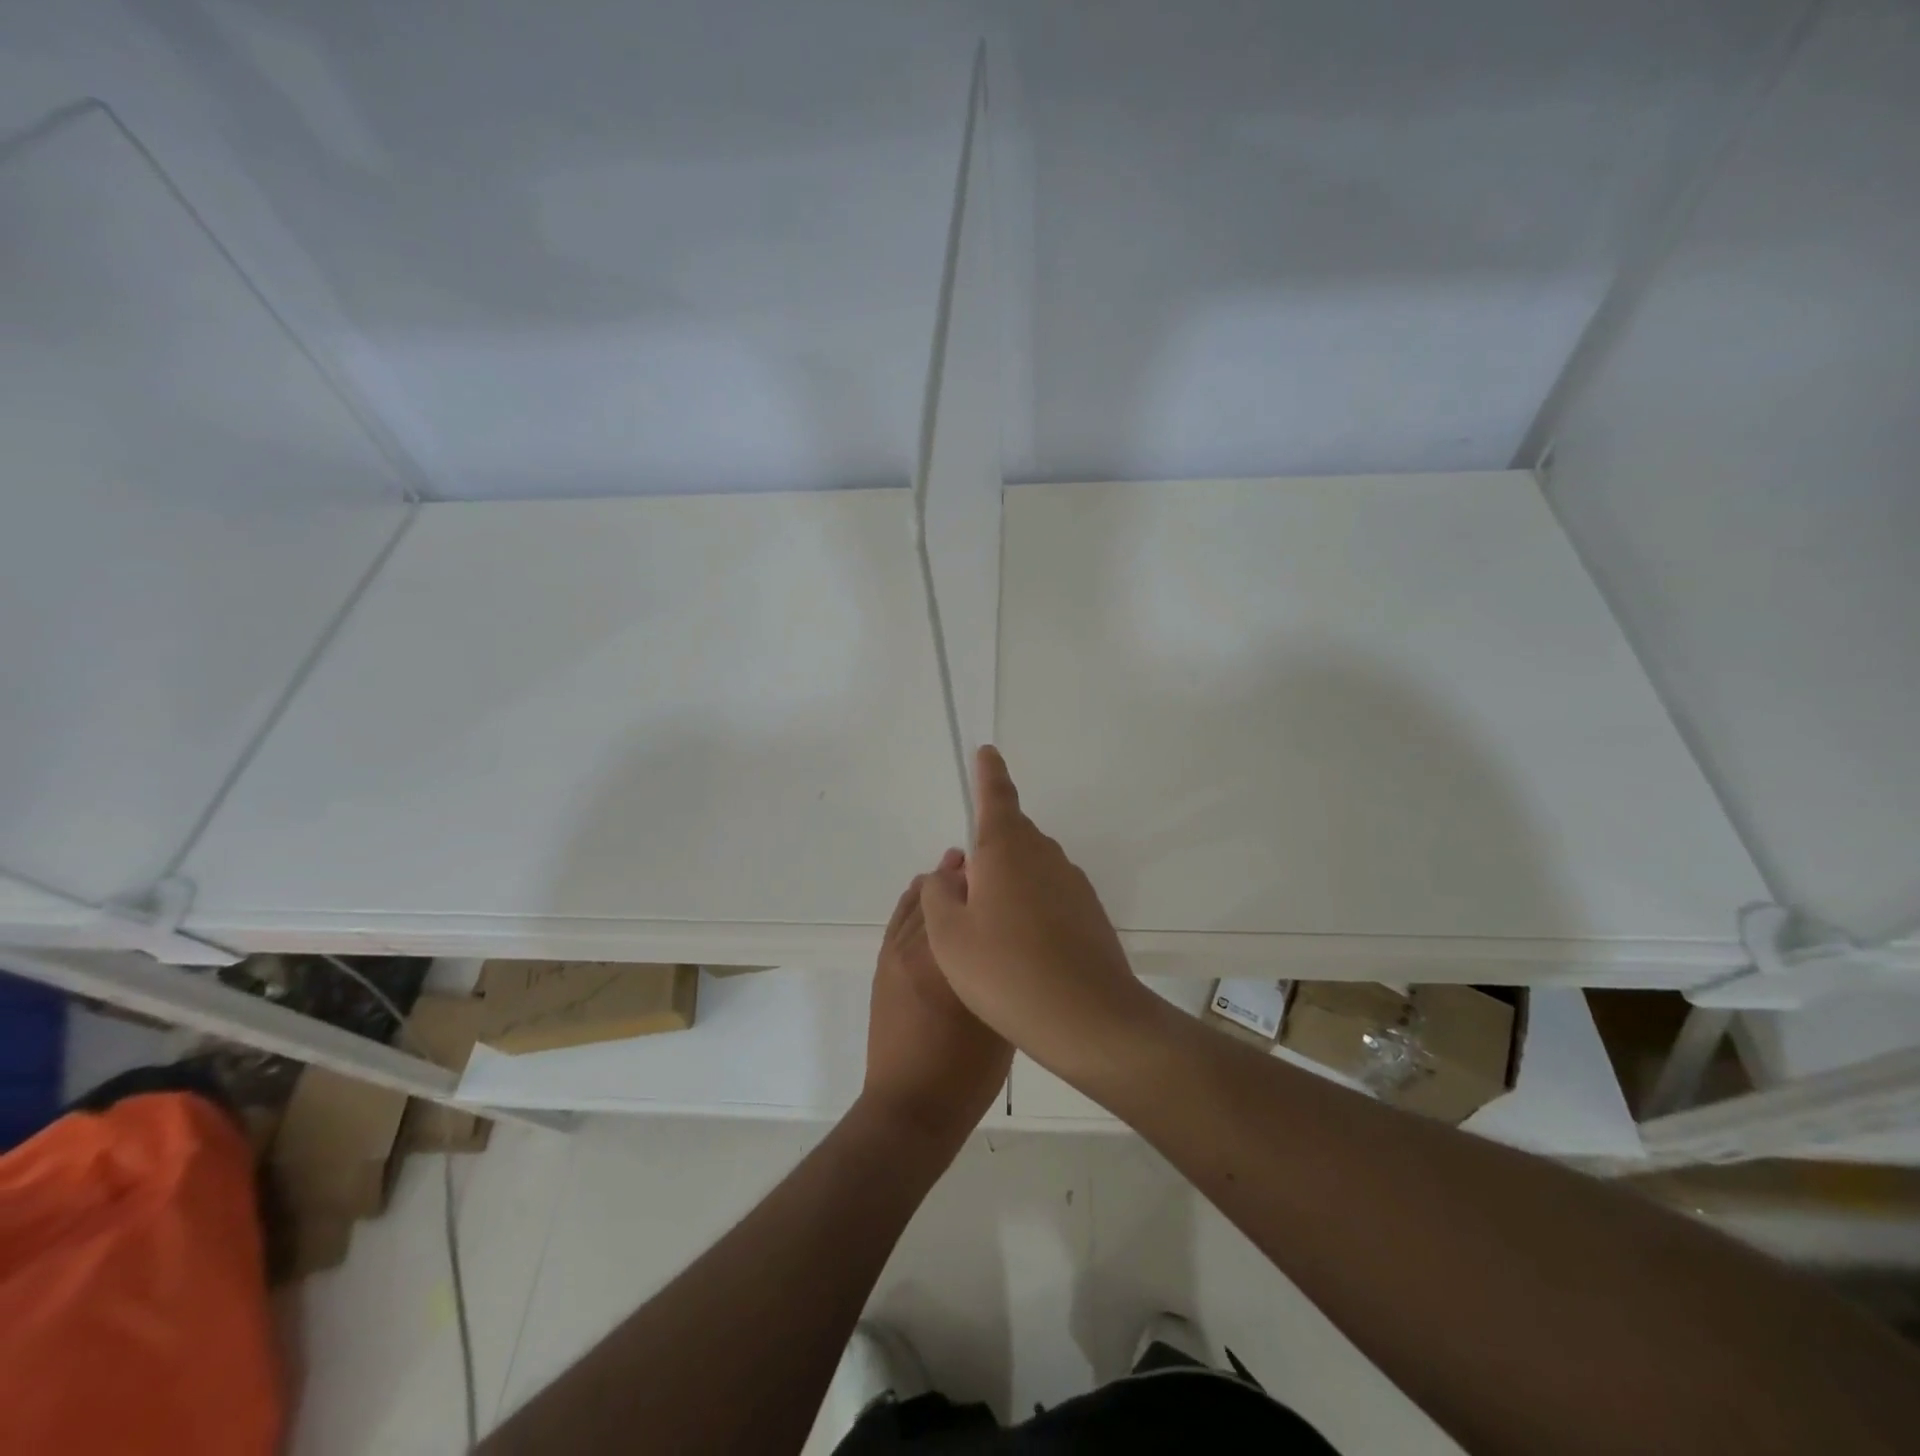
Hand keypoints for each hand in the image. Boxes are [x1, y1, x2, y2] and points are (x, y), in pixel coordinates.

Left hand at [862, 853, 1012, 1144]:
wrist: (910, 1108)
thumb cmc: (966, 1072)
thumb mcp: (1001, 1018)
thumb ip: (1000, 971)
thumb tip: (1005, 938)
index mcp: (948, 959)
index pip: (964, 901)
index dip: (981, 878)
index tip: (1001, 864)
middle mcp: (917, 948)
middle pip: (939, 896)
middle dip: (961, 876)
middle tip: (983, 861)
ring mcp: (895, 956)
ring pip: (917, 904)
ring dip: (937, 884)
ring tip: (955, 864)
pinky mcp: (883, 967)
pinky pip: (899, 920)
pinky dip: (913, 900)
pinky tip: (924, 889)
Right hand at [919, 747, 1151, 1074]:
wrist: (1087, 1017)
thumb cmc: (1005, 971)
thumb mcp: (949, 937)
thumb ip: (939, 894)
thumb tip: (949, 873)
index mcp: (1006, 849)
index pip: (996, 796)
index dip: (988, 773)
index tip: (986, 751)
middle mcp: (1043, 855)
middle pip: (1012, 835)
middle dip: (989, 848)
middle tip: (967, 888)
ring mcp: (1072, 882)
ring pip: (1031, 866)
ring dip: (1009, 882)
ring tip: (991, 928)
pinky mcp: (1089, 911)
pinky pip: (1051, 893)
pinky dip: (1032, 905)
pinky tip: (1023, 946)